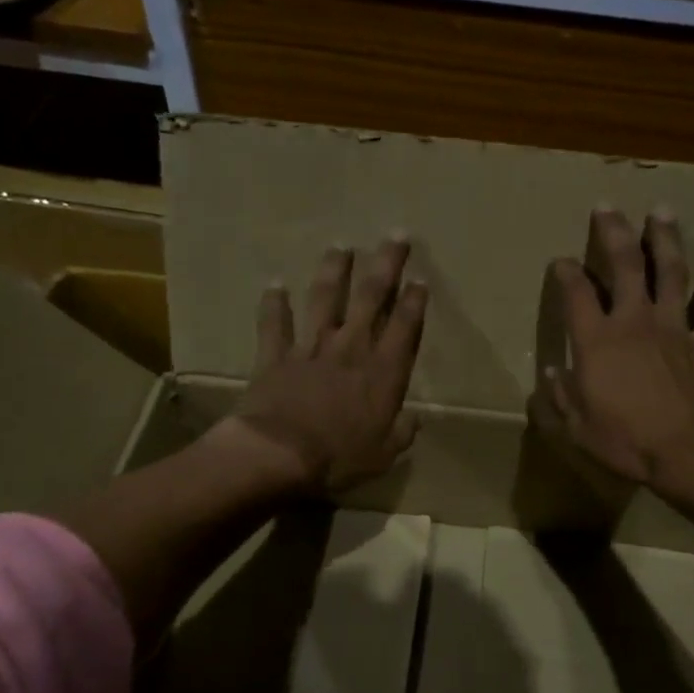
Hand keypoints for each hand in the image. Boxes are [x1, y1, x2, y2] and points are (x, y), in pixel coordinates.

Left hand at [229, 236, 427, 492]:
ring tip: (340, 247)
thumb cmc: (339, 457)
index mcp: (382, 371)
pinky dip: (274, 304)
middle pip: (370, 296)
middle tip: (394, 236)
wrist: (279, 454)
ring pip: (324, 299)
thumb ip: (401, 433)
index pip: (404, 326)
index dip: (414, 300)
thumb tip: (413, 421)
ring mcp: (311, 347)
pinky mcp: (276, 355)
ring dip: (333, 271)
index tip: (419, 278)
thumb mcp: (383, 454)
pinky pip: (274, 324)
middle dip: (385, 264)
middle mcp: (351, 348)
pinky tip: (274, 285)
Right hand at [536, 208, 693, 507]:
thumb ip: (560, 396)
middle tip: (608, 206)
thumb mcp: (576, 427)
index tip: (562, 260)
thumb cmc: (627, 441)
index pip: (576, 293)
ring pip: (671, 272)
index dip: (566, 273)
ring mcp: (676, 328)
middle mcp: (635, 322)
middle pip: (624, 265)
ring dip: (665, 240)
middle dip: (614, 232)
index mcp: (597, 340)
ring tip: (662, 212)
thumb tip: (552, 371)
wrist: (691, 454)